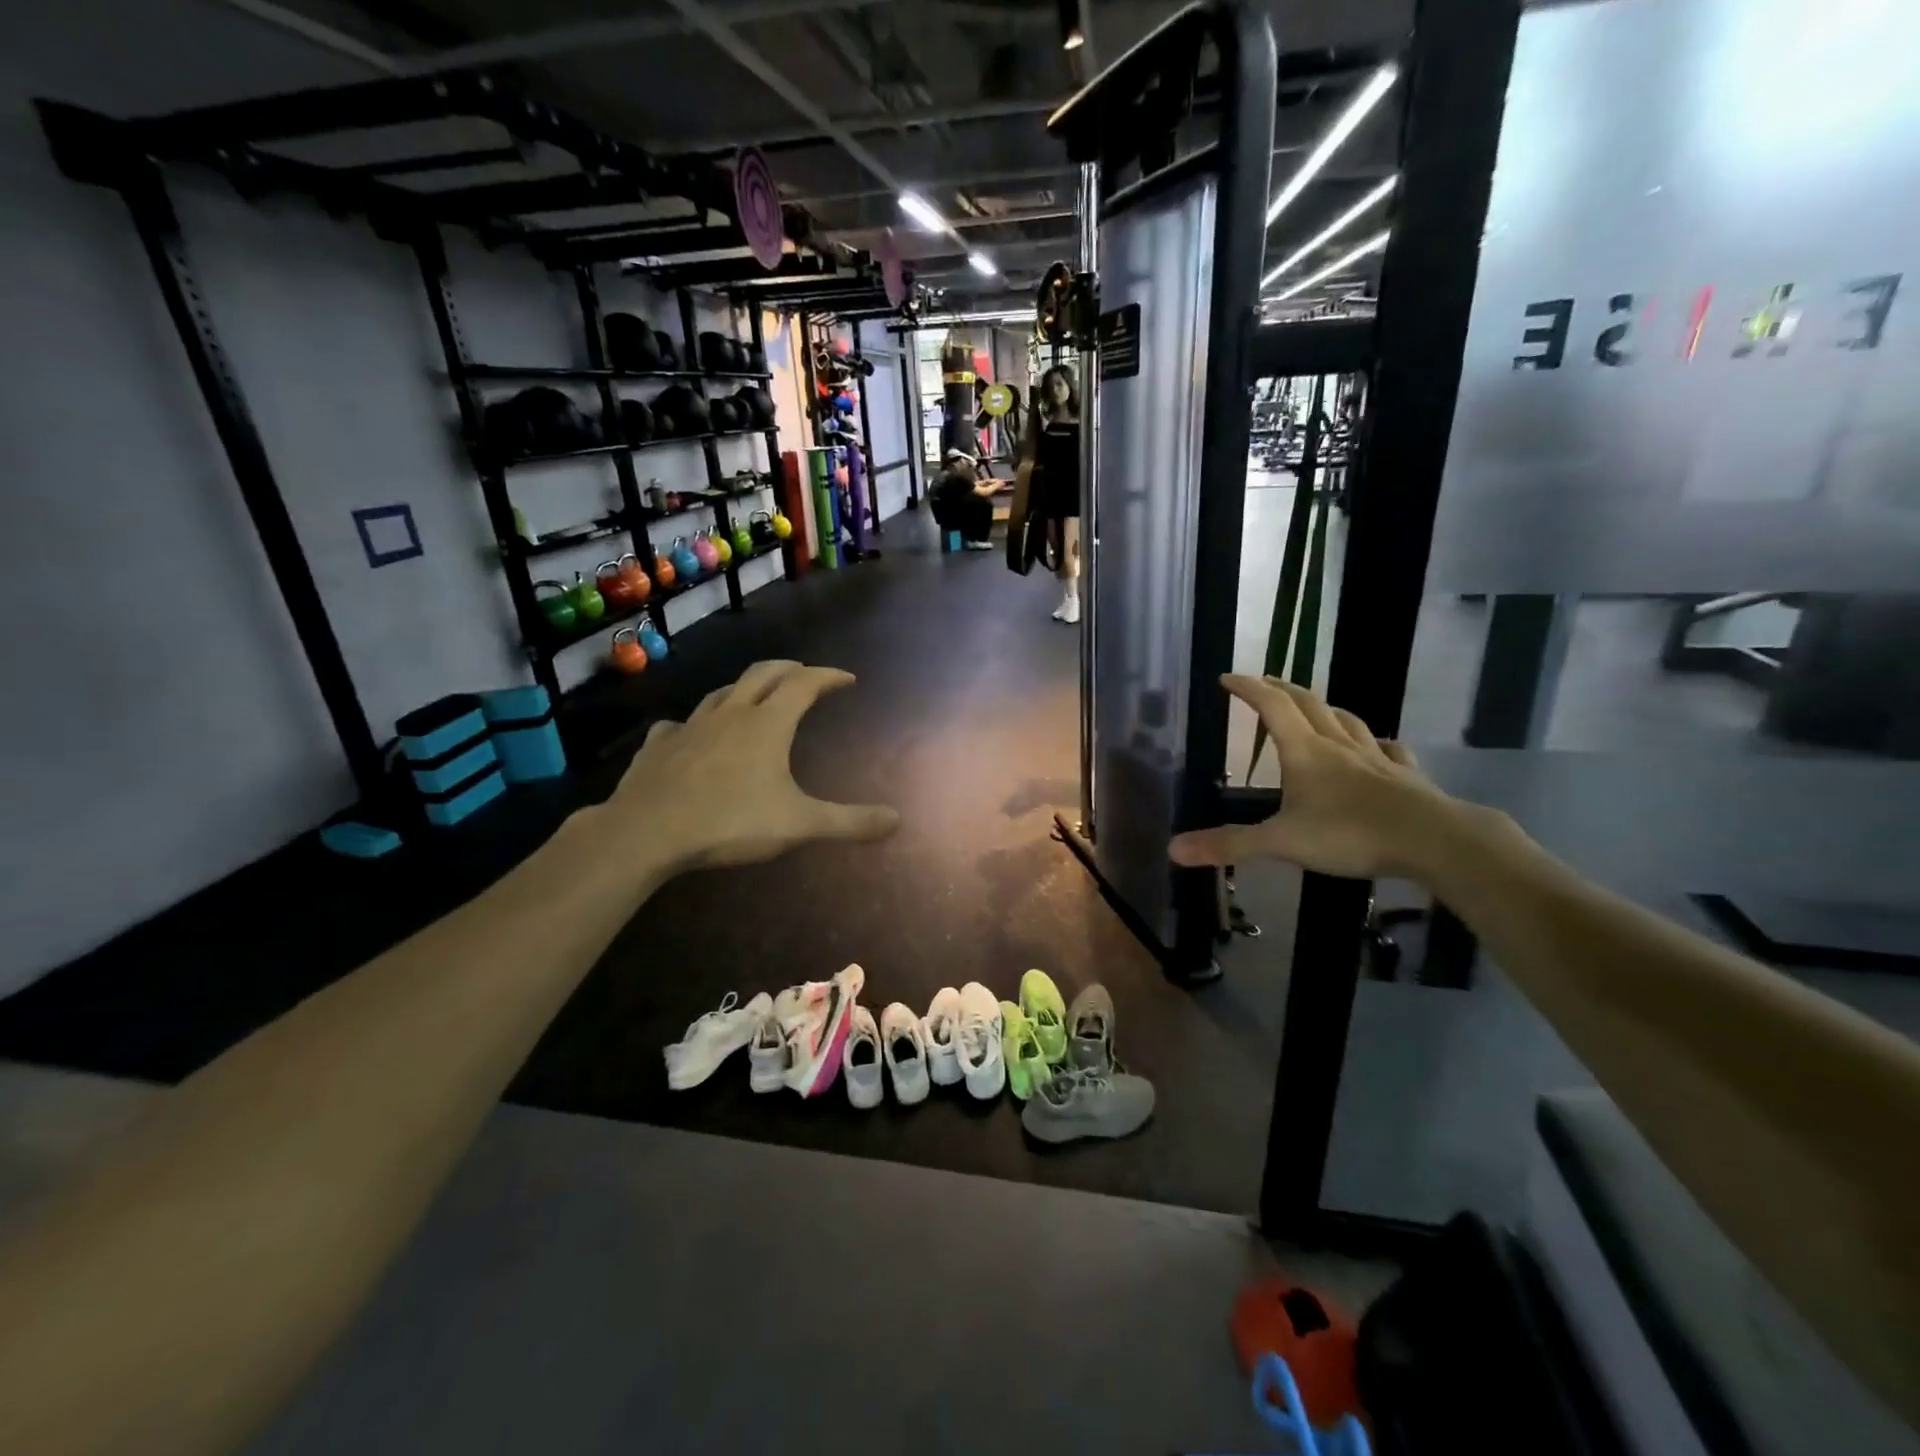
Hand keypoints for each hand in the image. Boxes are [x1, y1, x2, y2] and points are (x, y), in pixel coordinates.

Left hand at [594, 660, 898, 875]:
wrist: (646, 832)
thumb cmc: (730, 822)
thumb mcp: (799, 825)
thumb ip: (849, 822)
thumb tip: (897, 820)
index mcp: (768, 724)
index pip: (805, 684)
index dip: (828, 677)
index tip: (847, 678)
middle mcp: (730, 714)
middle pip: (764, 674)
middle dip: (789, 670)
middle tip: (805, 675)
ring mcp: (690, 727)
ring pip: (722, 694)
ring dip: (745, 690)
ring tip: (756, 698)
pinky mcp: (658, 746)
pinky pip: (679, 725)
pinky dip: (696, 724)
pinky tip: (692, 735)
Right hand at [1168, 675, 1466, 880]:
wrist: (1434, 841)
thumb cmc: (1351, 834)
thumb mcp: (1281, 842)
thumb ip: (1230, 844)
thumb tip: (1173, 850)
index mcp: (1305, 752)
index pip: (1271, 707)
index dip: (1247, 688)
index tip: (1227, 677)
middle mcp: (1338, 745)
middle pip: (1308, 704)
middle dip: (1281, 689)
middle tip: (1263, 683)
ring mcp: (1376, 758)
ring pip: (1347, 720)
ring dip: (1325, 708)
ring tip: (1314, 708)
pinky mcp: (1406, 776)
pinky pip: (1388, 749)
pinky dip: (1375, 742)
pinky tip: (1378, 747)